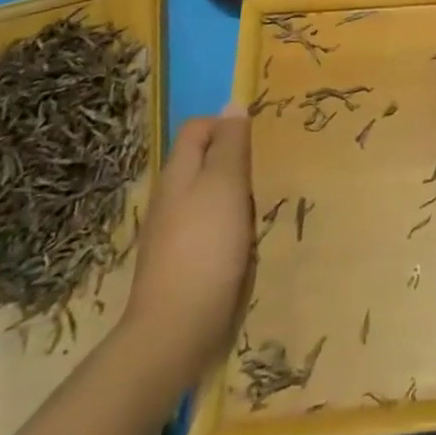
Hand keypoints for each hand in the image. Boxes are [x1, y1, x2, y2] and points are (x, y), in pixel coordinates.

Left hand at [123, 108, 253, 386]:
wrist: (175, 331)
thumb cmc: (205, 247)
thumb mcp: (225, 184)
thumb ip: (230, 143)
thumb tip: (232, 103)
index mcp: (177, 173)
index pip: (197, 128)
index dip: (226, 125)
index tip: (257, 141)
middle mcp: (170, 198)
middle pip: (203, 161)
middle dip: (235, 162)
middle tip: (265, 173)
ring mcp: (172, 233)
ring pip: (208, 196)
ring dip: (234, 197)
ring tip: (261, 207)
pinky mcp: (181, 263)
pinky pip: (208, 228)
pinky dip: (228, 227)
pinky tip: (246, 242)